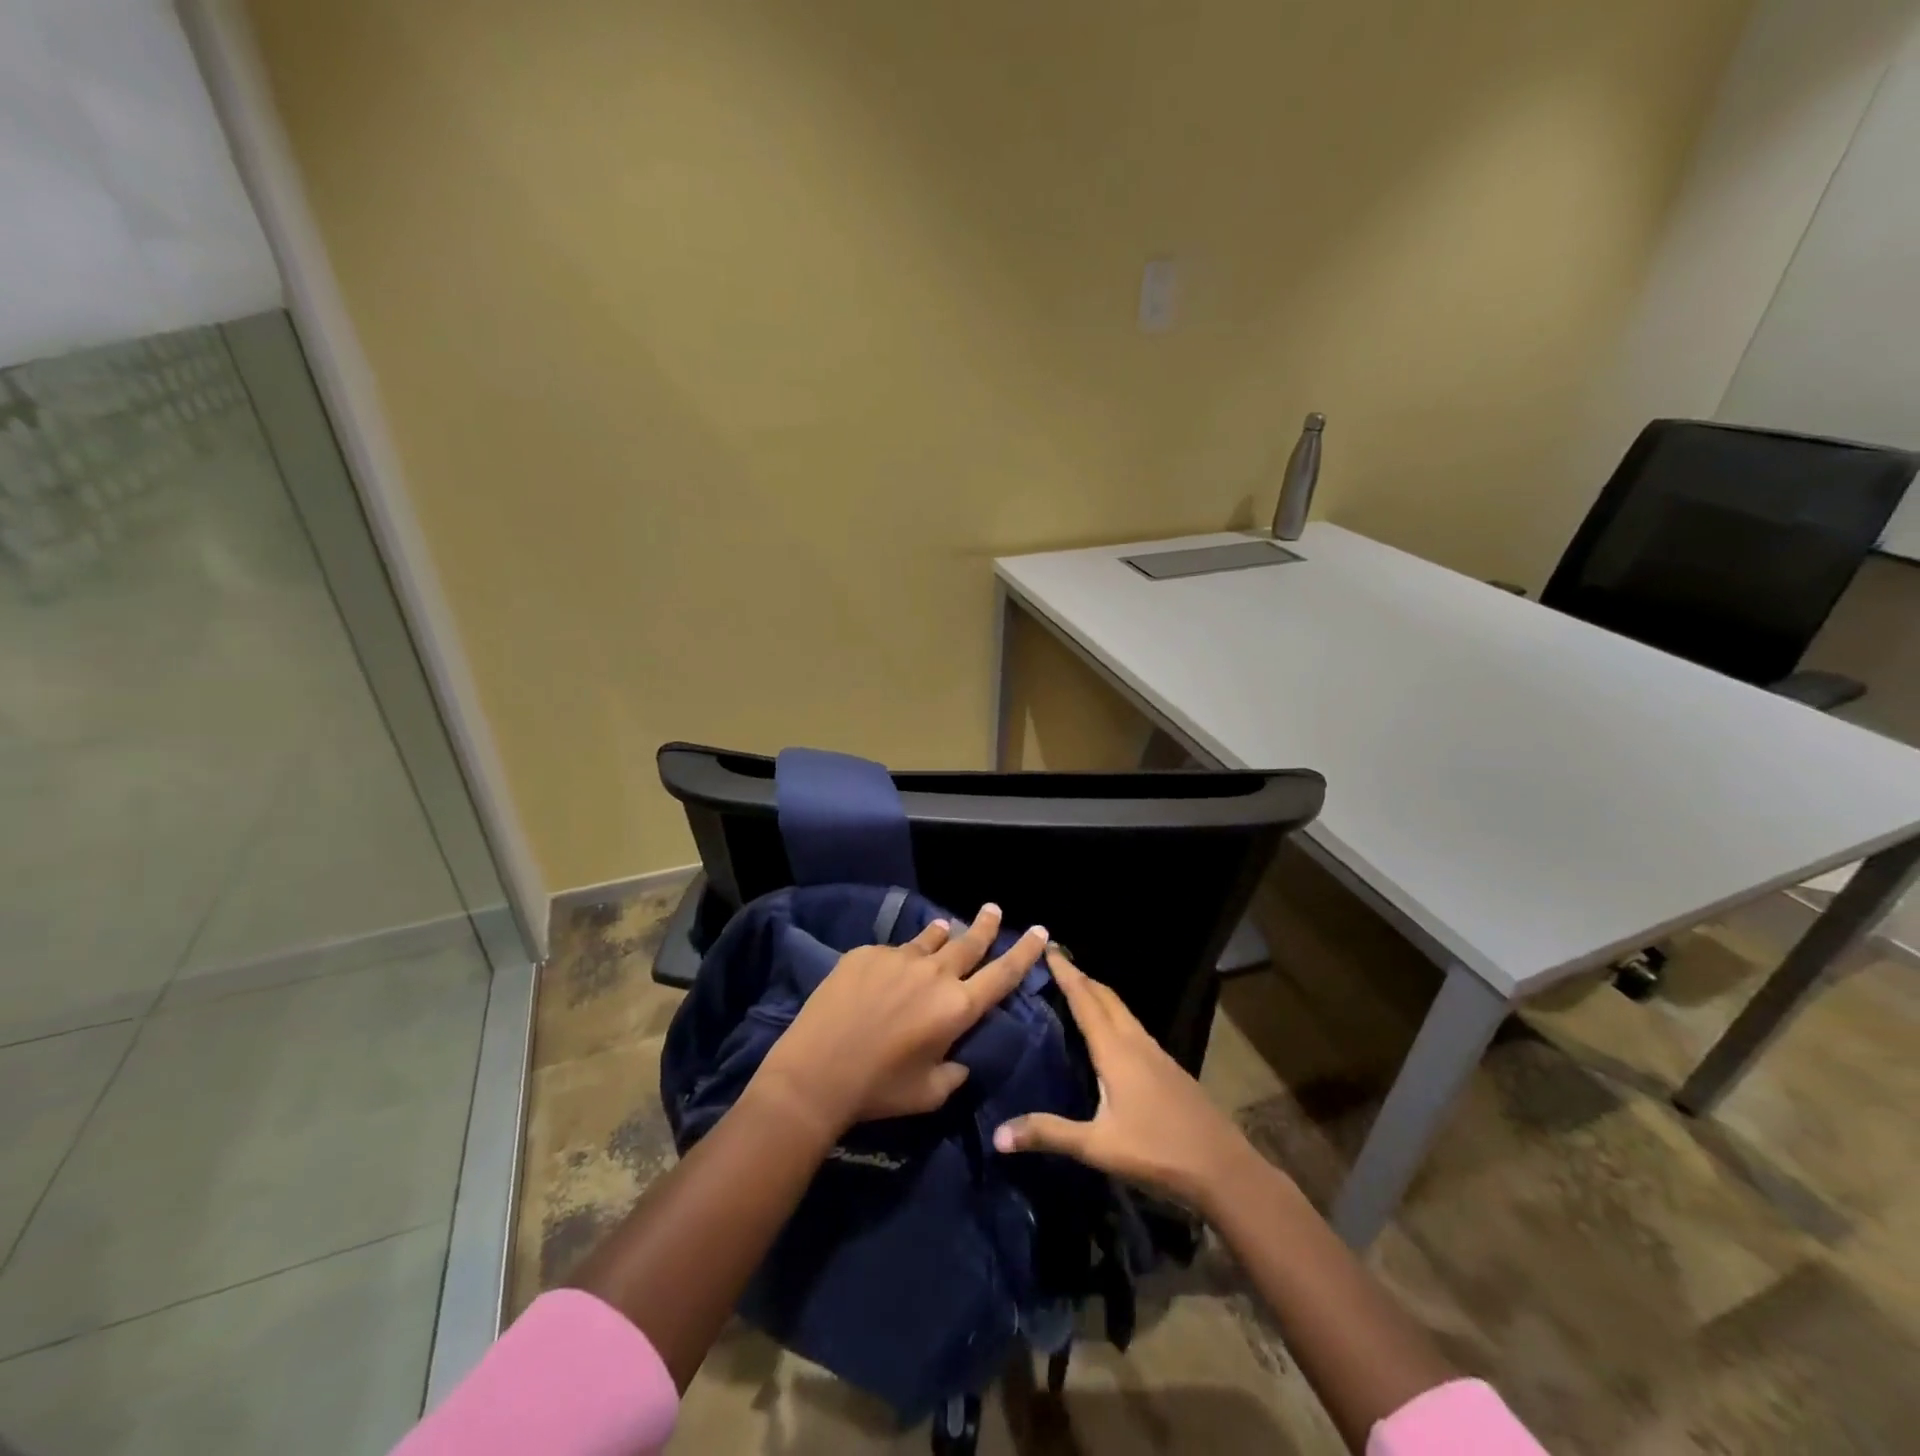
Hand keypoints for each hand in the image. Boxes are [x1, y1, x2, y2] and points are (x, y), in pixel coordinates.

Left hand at [755, 904, 1048, 1135]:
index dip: (1026, 952)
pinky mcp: (866, 953)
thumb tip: (960, 1057)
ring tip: (947, 927)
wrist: (816, 1072)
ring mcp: (898, 958)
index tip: (1041, 931)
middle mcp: (934, 974)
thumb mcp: (930, 1093)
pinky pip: (893, 951)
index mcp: (957, 1008)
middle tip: (994, 909)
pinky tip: (890, 969)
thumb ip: (955, 1072)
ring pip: (930, 939)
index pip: (1003, 974)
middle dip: (986, 925)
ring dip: (944, 933)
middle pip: (969, 942)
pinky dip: (901, 956)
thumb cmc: (879, 1090)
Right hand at [993, 948, 1259, 1212]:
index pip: (1085, 1000)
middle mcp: (1136, 1042)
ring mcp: (1156, 1054)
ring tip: (1078, 990)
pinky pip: (1133, 1028)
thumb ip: (1049, 1134)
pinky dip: (1114, 1016)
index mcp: (1116, 1050)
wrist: (1224, 1169)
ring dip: (1099, 995)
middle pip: (1106, 998)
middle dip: (1081, 977)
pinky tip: (1110, 1034)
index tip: (1048, 946)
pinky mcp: (1169, 1068)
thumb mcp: (1097, 1147)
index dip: (1066, 973)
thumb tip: (998, 1134)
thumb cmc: (1157, 1152)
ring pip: (1122, 1011)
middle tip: (1057, 962)